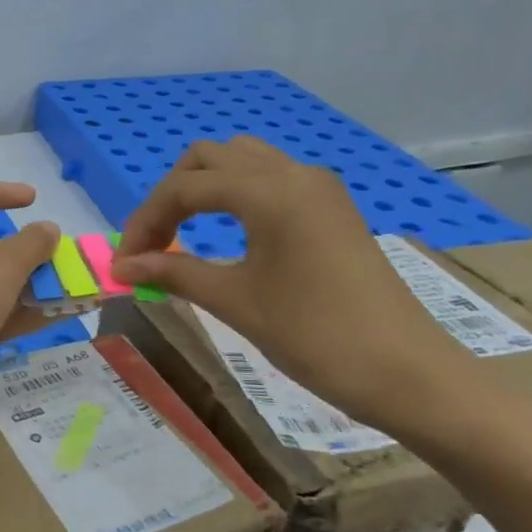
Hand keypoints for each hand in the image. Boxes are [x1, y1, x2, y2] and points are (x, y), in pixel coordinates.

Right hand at [111, 138, 485, 442]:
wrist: (409, 373)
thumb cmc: (316, 336)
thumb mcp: (236, 302)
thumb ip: (174, 272)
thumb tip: (121, 266)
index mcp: (269, 191)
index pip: (184, 188)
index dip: (145, 221)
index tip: (125, 262)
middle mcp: (293, 173)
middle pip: (209, 158)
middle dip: (170, 196)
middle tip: (152, 245)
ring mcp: (318, 187)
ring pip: (241, 162)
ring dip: (202, 188)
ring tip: (182, 235)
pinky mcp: (331, 208)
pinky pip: (269, 180)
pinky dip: (234, 196)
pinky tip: (226, 234)